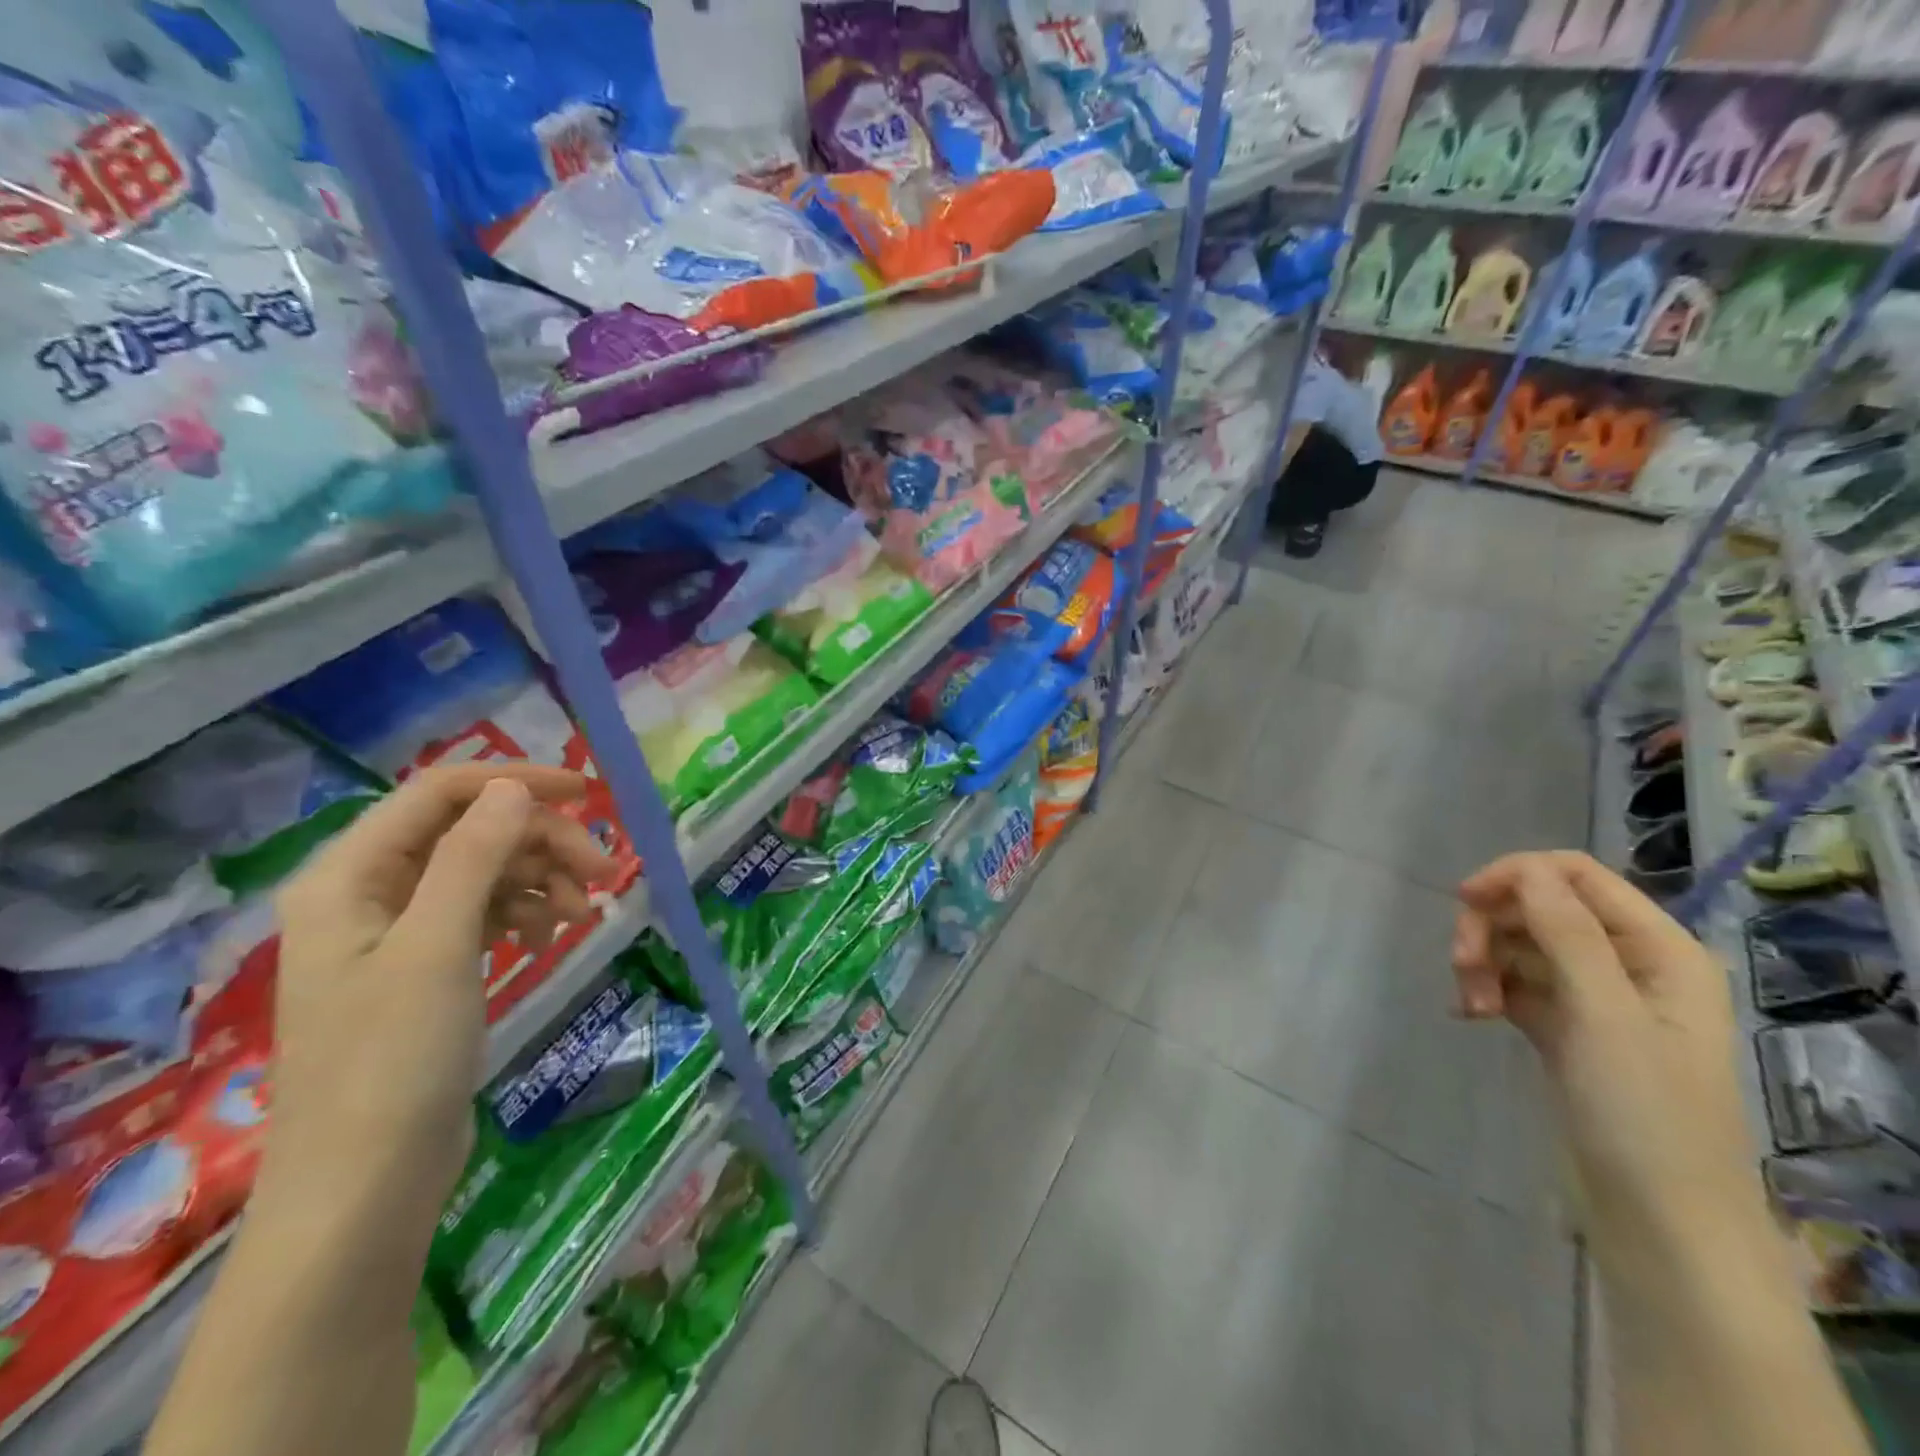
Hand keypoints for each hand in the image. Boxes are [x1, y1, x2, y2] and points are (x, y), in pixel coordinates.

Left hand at [265, 765, 611, 1223]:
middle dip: (541, 842)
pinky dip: (527, 912)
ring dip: (542, 878)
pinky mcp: (426, 968)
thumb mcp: (438, 947)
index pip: (439, 794)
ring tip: (588, 911)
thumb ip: (473, 856)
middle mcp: (368, 893)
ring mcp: (397, 933)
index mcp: (349, 876)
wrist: (365, 1187)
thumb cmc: (392, 1060)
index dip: (514, 783)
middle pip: (470, 832)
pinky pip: (485, 912)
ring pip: (485, 871)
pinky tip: (554, 934)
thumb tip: (513, 788)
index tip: (588, 794)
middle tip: (605, 870)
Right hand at [1451, 852, 1768, 1275]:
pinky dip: (1486, 990)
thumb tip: (1525, 867)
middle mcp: (1627, 963)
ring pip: (1518, 945)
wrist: (1657, 1218)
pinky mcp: (1563, 1027)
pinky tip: (1470, 1016)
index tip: (1464, 901)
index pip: (1575, 875)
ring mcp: (1593, 997)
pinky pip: (1512, 983)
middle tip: (1462, 966)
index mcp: (1657, 949)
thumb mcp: (1604, 1014)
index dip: (1517, 875)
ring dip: (1484, 963)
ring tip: (1471, 1006)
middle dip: (1491, 928)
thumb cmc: (1643, 1112)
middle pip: (1537, 907)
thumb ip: (1566, 932)